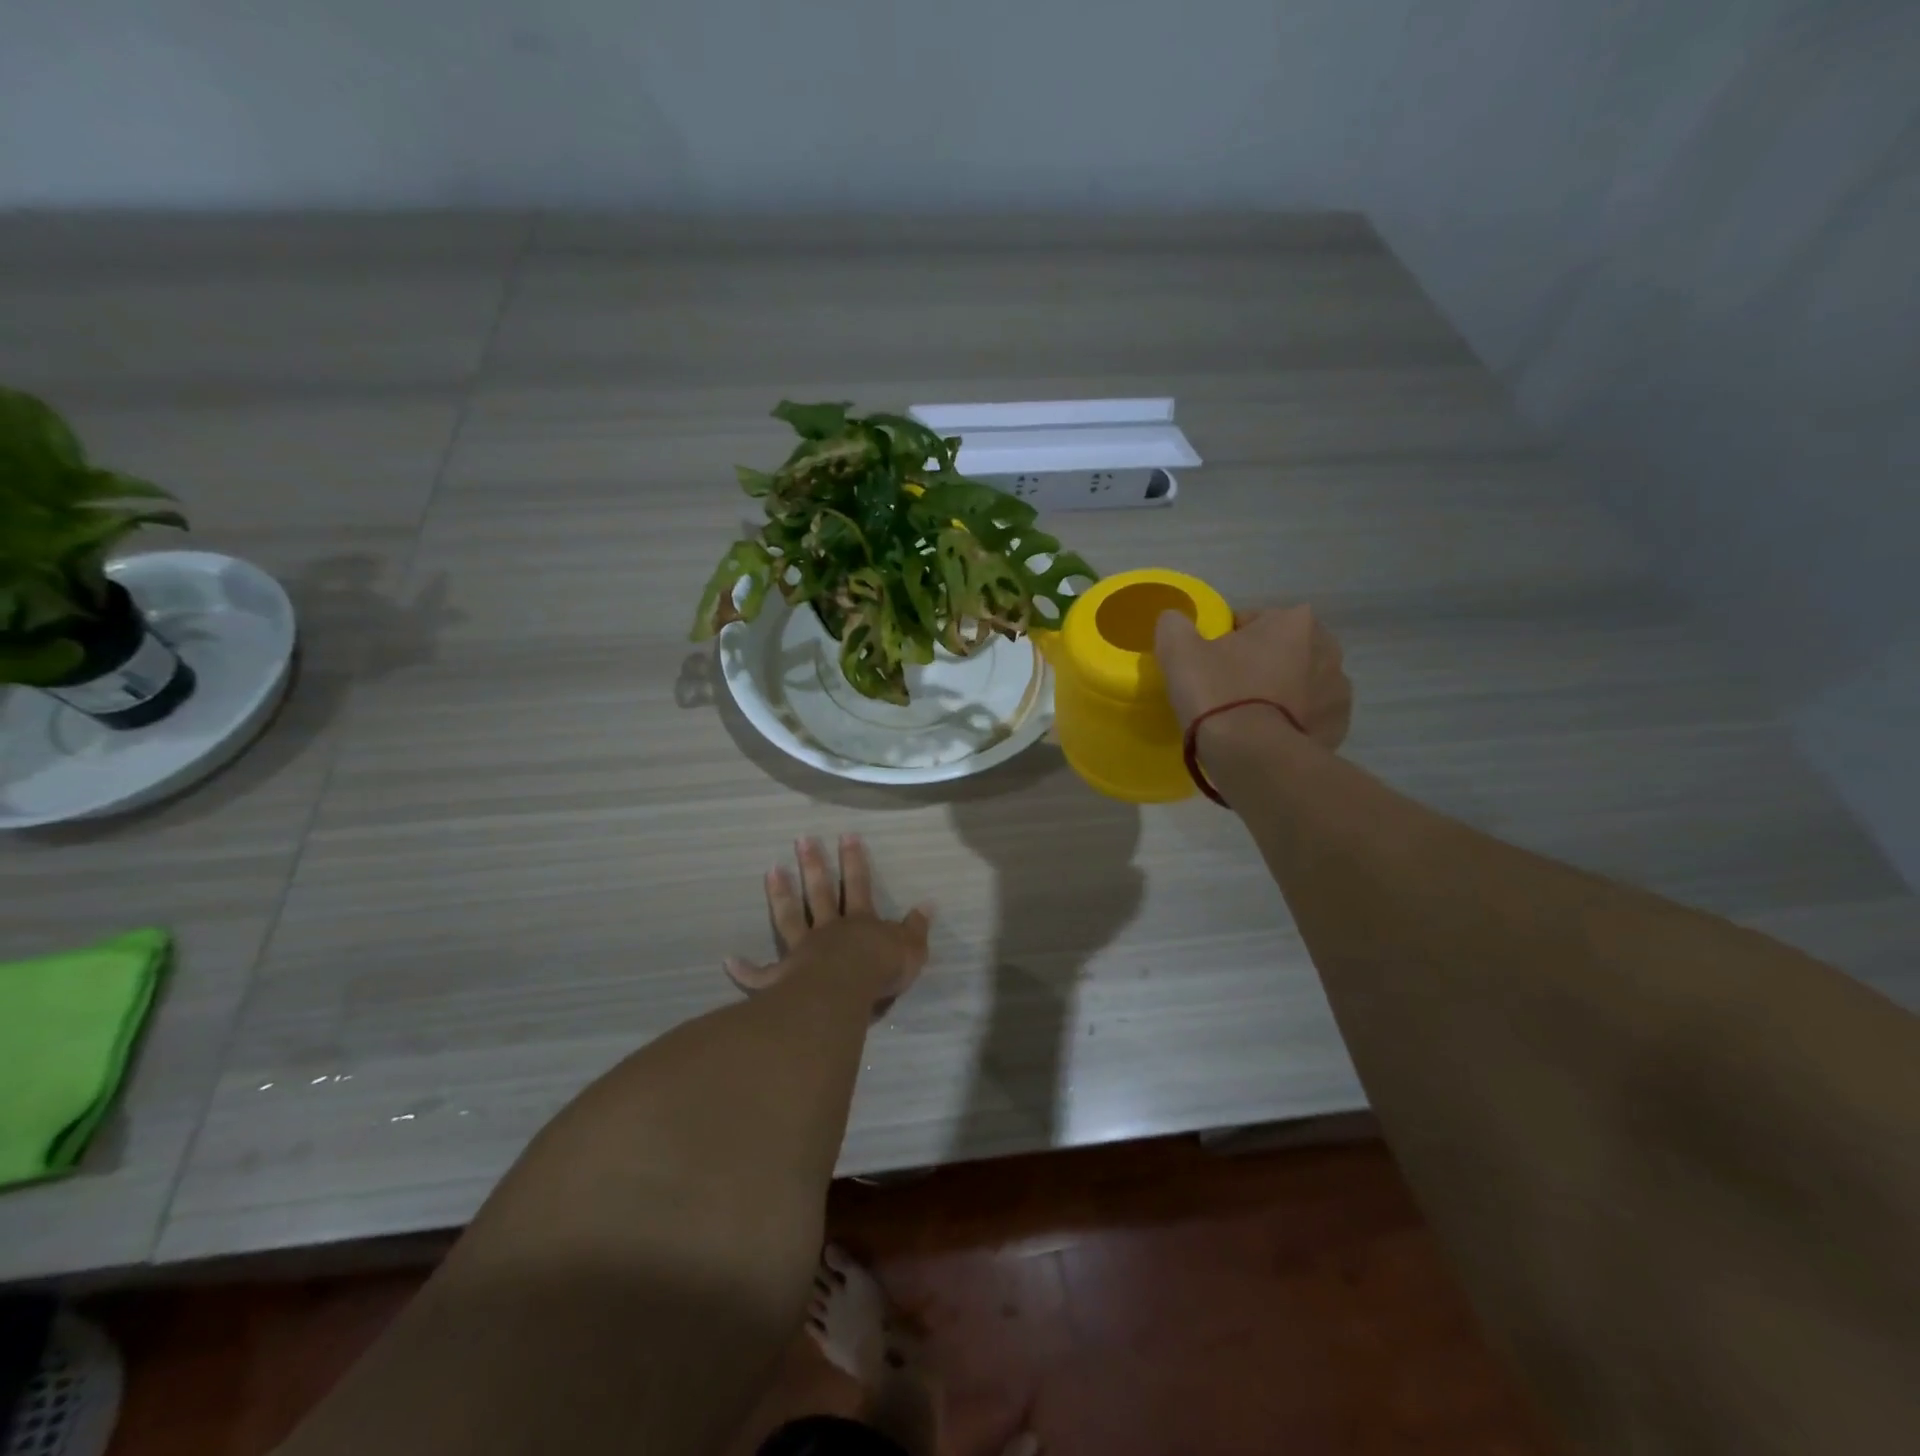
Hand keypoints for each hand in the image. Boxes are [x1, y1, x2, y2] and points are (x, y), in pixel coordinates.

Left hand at [725, 835, 932, 1008]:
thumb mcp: (911, 949)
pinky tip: (729, 961)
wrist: (845, 994)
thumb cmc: (880, 971)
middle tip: (802, 839)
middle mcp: (829, 929)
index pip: (859, 884)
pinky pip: (761, 975)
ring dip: (781, 894)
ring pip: (790, 917)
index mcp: (860, 922)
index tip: (846, 835)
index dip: (855, 860)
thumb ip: (917, 928)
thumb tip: (928, 905)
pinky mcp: (783, 977)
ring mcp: (803, 950)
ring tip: (771, 870)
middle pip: (820, 892)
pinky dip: (746, 969)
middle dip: (814, 864)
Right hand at [1154, 605, 1351, 750]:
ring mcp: (1339, 691)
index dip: (1221, 644)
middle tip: (1223, 694)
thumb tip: (1175, 621)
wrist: (1252, 758)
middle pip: (1277, 651)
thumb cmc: (1218, 694)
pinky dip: (1289, 723)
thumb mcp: (1178, 650)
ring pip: (1295, 684)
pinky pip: (1307, 717)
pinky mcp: (1338, 728)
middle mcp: (1328, 648)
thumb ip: (1174, 625)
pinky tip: (1264, 738)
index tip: (1206, 668)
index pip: (1248, 622)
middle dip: (1255, 666)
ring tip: (1244, 720)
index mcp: (1294, 620)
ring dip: (1275, 694)